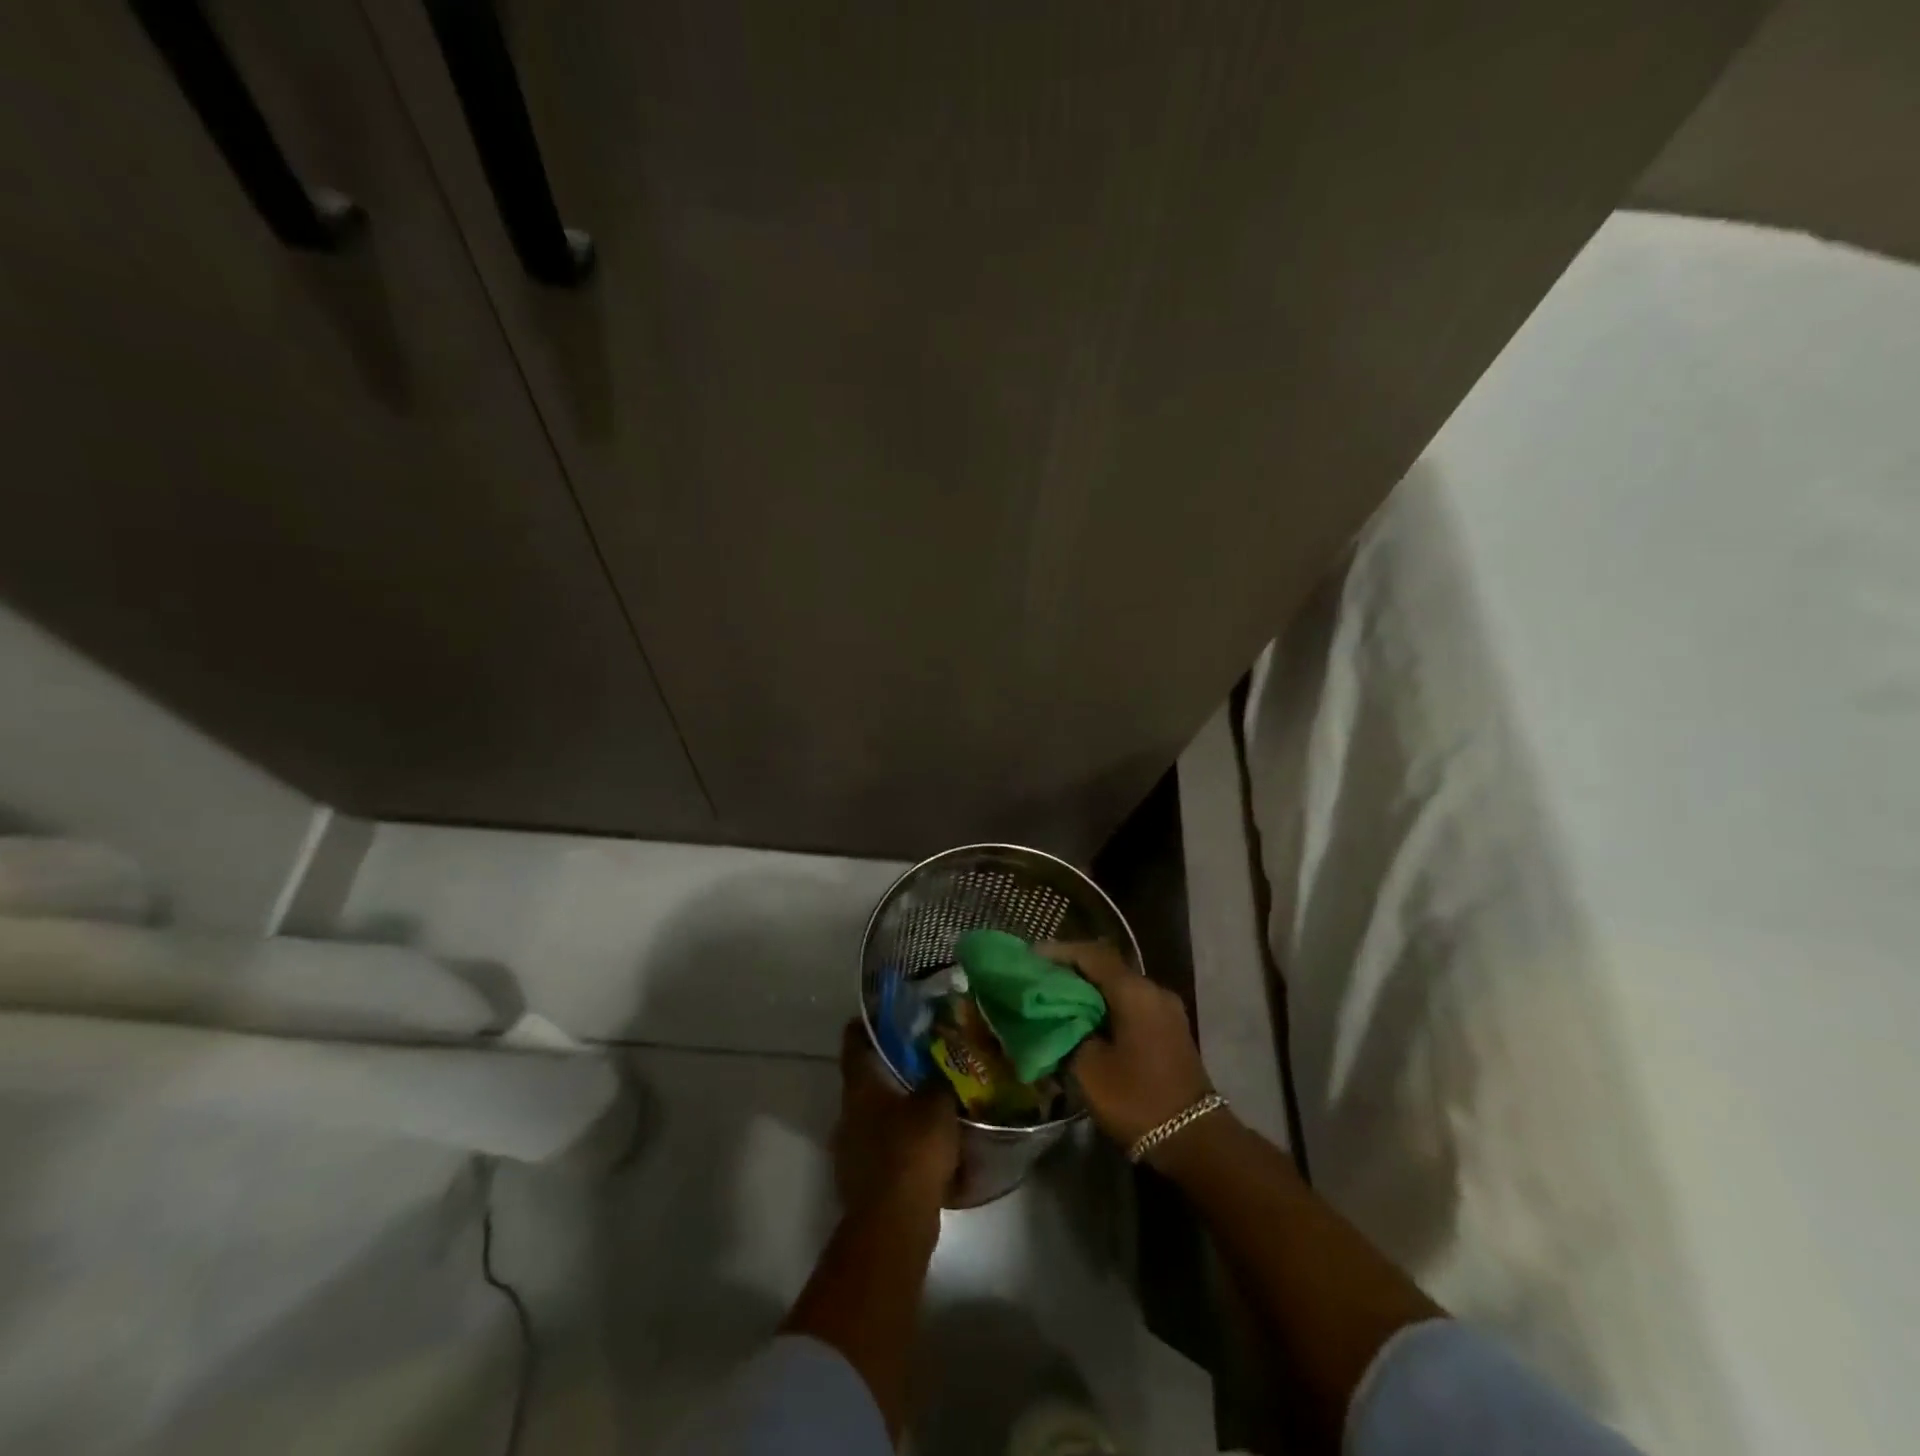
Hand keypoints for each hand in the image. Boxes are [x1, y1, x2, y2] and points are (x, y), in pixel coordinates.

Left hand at [833, 1020, 960, 1215]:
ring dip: (899, 1111)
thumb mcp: (937, 1104)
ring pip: (876, 1117)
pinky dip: (904, 1146)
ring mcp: (852, 1150)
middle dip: (892, 1070)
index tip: (891, 1014)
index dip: (869, 1023)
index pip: (854, 1041)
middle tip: (925, 1059)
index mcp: (859, 1087)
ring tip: (934, 1104)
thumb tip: (943, 1065)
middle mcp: (848, 1113)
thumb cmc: (912, 1151)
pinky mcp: (863, 1182)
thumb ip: (940, 1079)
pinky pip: (885, 1151)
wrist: (894, 1225)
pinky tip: (932, 1150)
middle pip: (866, 1080)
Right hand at [1047, 941, 1213, 1150]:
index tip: (1032, 957)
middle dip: (1072, 970)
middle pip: (1106, 967)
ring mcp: (1166, 1009)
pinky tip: (1086, 1019)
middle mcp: (1153, 990)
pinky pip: (1132, 1004)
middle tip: (1040, 978)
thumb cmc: (1137, 1099)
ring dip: (1090, 989)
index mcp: (1134, 991)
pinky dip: (1107, 1005)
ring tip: (1057, 998)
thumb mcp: (1088, 1068)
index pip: (1092, 955)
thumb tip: (1055, 1017)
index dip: (1060, 952)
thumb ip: (1067, 1032)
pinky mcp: (1169, 1029)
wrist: (1194, 1141)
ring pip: (1119, 986)